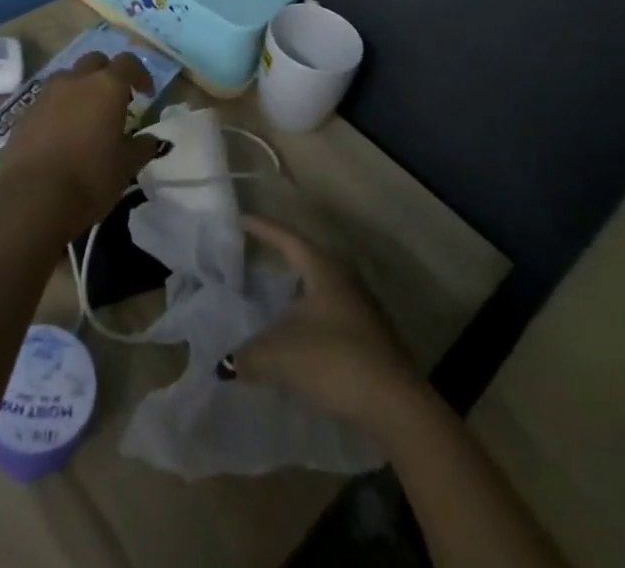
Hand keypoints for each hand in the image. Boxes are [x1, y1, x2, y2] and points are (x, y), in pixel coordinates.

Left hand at [0, 52, 160, 232]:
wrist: (32, 198)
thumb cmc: (90, 178)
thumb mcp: (126, 167)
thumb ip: (141, 147)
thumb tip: (150, 139)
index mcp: (107, 86)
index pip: (128, 63)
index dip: (140, 74)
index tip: (147, 94)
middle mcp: (76, 80)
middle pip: (95, 61)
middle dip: (107, 74)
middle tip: (114, 100)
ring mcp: (46, 94)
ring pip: (68, 78)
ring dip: (80, 89)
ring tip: (86, 116)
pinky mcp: (25, 112)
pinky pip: (47, 100)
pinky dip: (58, 108)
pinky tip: (61, 134)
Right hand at [237, 216, 423, 430]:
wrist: (395, 405)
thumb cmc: (334, 361)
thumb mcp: (281, 355)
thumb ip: (250, 355)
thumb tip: (228, 364)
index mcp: (323, 270)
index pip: (287, 238)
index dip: (263, 228)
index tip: (242, 219)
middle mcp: (345, 280)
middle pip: (307, 262)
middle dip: (282, 261)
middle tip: (256, 259)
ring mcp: (362, 310)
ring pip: (321, 293)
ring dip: (297, 298)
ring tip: (273, 305)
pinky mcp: (372, 340)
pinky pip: (332, 321)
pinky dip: (311, 325)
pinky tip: (299, 344)